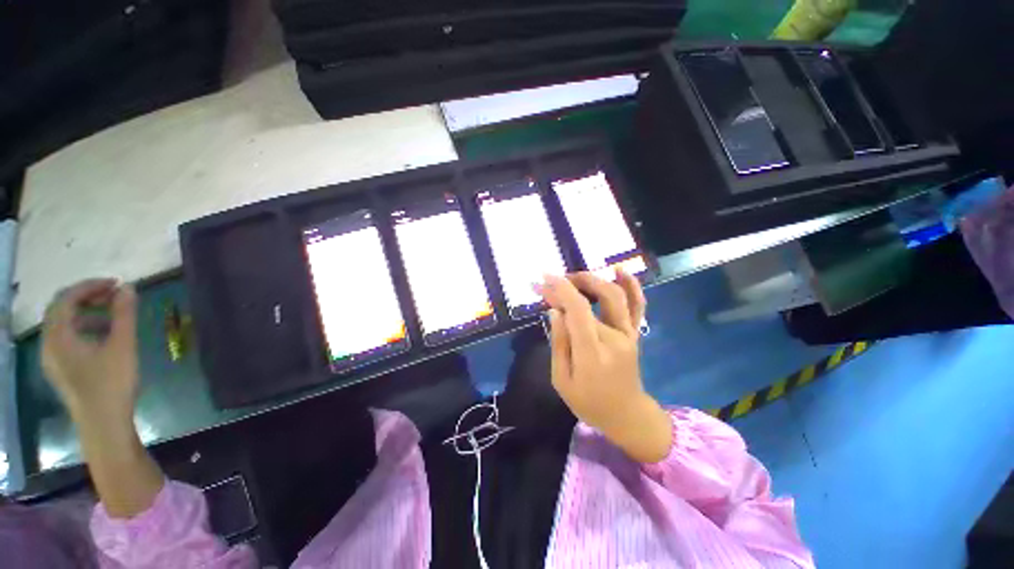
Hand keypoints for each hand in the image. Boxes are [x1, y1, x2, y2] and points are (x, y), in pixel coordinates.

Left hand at [42, 279, 138, 422]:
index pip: (66, 298)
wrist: (103, 424)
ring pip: (63, 325)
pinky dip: (83, 329)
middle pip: (60, 309)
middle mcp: (48, 343)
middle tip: (113, 296)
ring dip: (86, 313)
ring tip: (112, 316)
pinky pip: (66, 339)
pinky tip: (103, 337)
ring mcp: (52, 358)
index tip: (116, 284)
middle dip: (87, 297)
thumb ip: (124, 314)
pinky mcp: (60, 369)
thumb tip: (127, 287)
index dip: (90, 286)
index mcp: (58, 336)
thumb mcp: (122, 346)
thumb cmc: (111, 383)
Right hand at [538, 271, 671, 462]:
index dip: (561, 290)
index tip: (543, 278)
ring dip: (592, 280)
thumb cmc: (588, 402)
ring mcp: (628, 334)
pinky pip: (638, 306)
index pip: (578, 311)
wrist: (626, 414)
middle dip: (568, 284)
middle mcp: (614, 338)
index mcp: (592, 353)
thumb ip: (559, 343)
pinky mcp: (634, 333)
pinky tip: (619, 270)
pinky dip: (631, 285)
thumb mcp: (561, 380)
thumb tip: (555, 311)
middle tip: (551, 281)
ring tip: (572, 277)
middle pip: (592, 299)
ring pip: (614, 295)